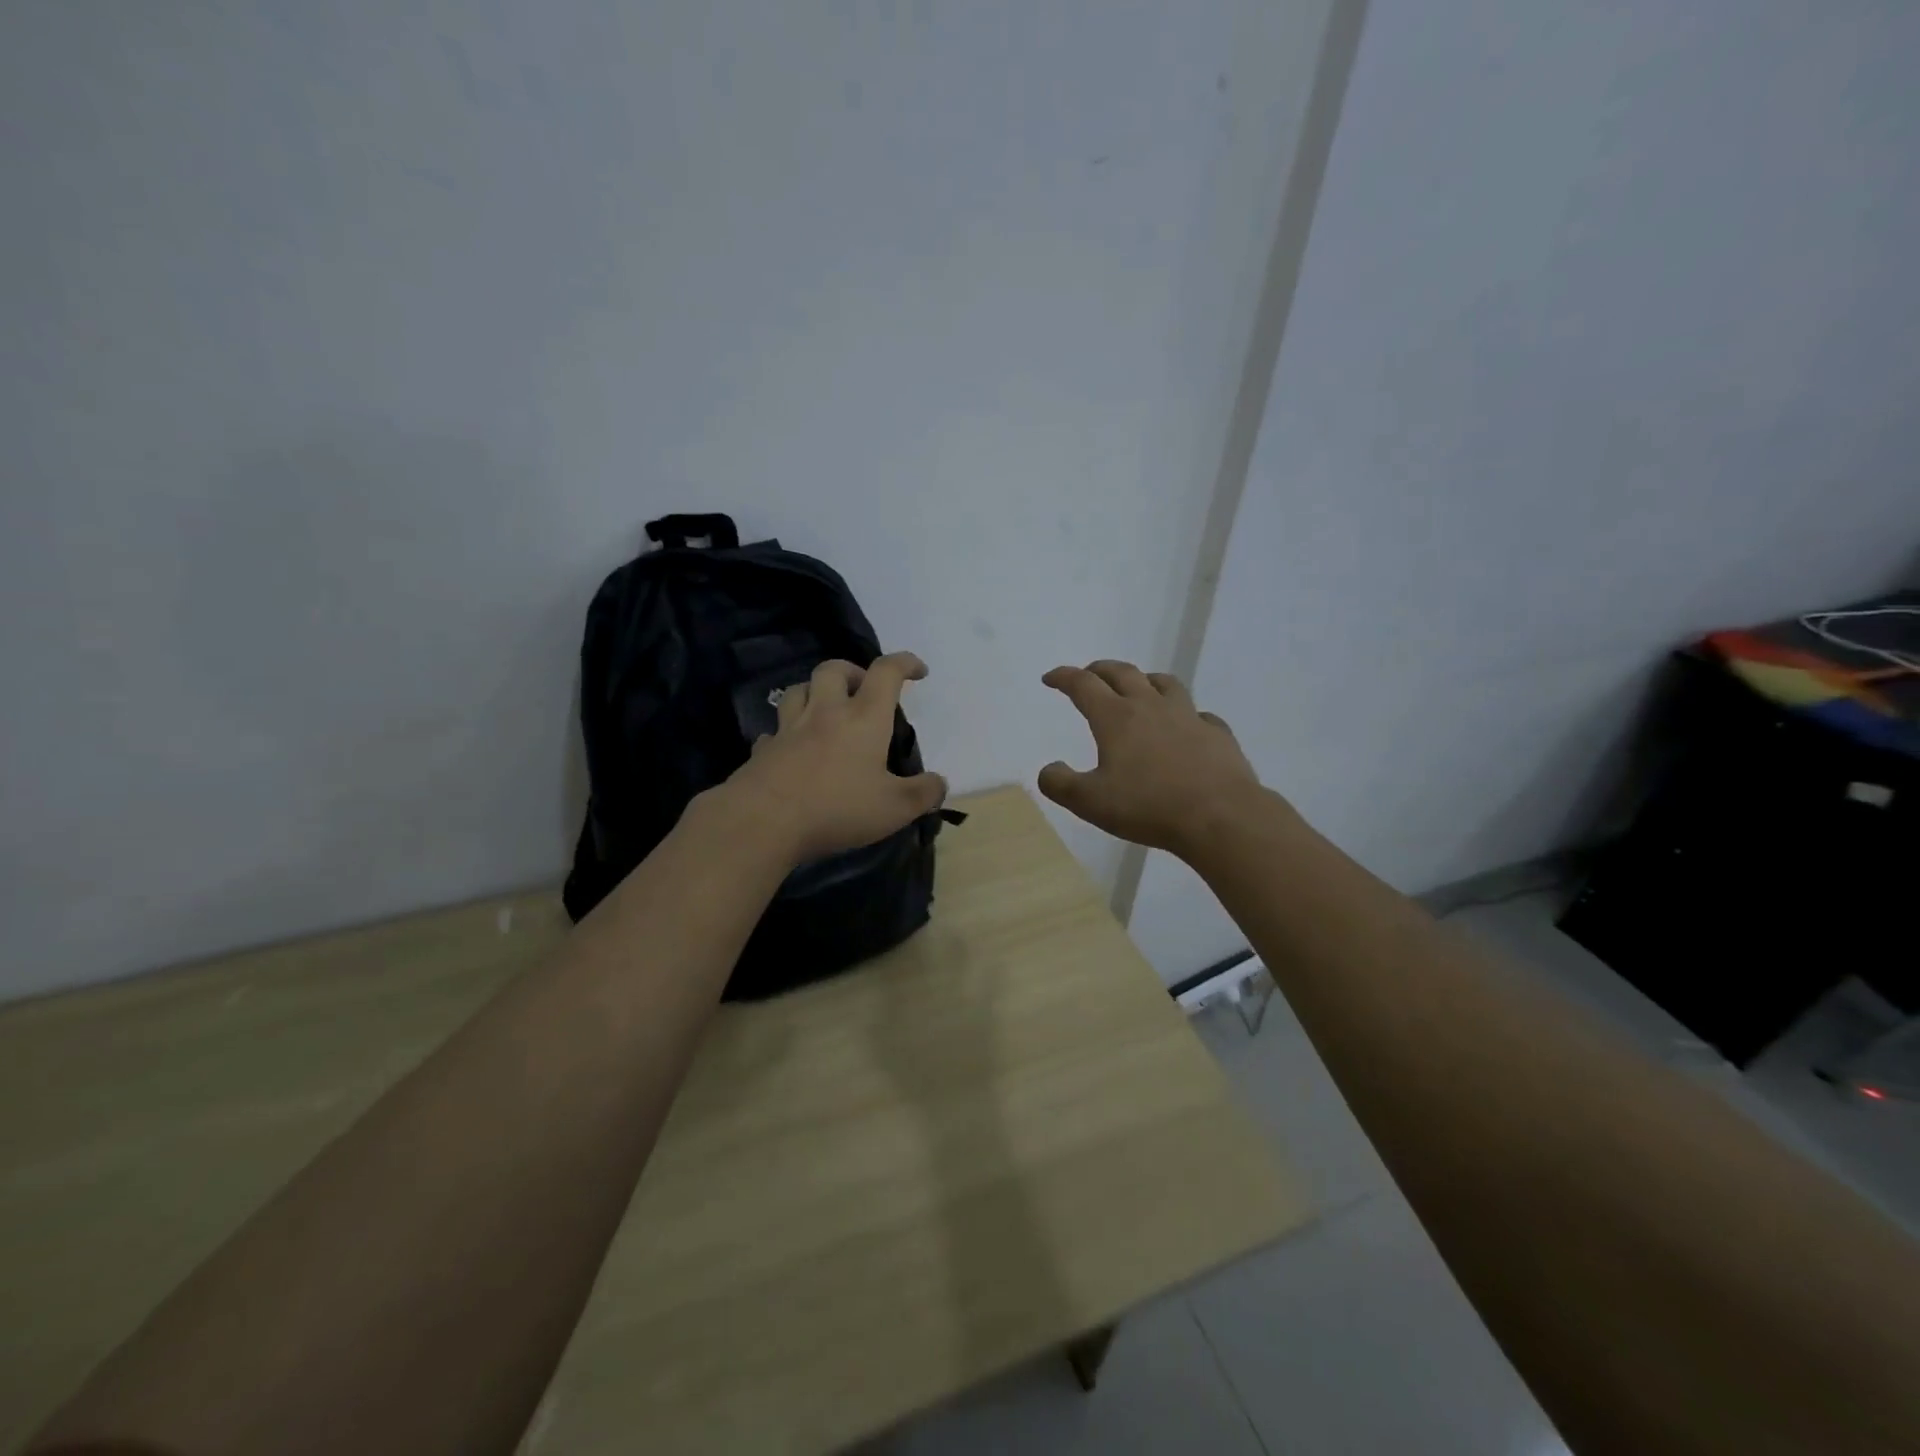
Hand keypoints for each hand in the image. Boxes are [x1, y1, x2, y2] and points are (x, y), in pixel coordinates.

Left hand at [718, 652, 947, 864]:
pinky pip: (776, 731)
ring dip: (815, 692)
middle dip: (853, 671)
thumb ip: (923, 794)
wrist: (763, 821)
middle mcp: (825, 713)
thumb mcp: (895, 808)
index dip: (905, 663)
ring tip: (827, 711)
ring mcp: (789, 729)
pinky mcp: (764, 750)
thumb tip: (940, 783)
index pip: (886, 672)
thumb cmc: (837, 808)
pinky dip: (787, 733)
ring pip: (798, 690)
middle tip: (864, 691)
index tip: (918, 671)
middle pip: (834, 669)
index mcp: (863, 718)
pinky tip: (793, 749)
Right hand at [1038, 660, 1264, 857]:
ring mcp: (1188, 716)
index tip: (1050, 678)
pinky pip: (1199, 714)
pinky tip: (1185, 726)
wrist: (1220, 816)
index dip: (1063, 677)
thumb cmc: (1148, 807)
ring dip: (1144, 679)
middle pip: (1122, 673)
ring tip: (1138, 686)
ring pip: (1164, 683)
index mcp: (1116, 718)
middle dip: (1100, 669)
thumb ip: (1060, 784)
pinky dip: (1184, 714)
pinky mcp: (1217, 733)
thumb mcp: (1089, 802)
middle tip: (1089, 674)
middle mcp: (1150, 706)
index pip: (1083, 685)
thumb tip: (1048, 769)